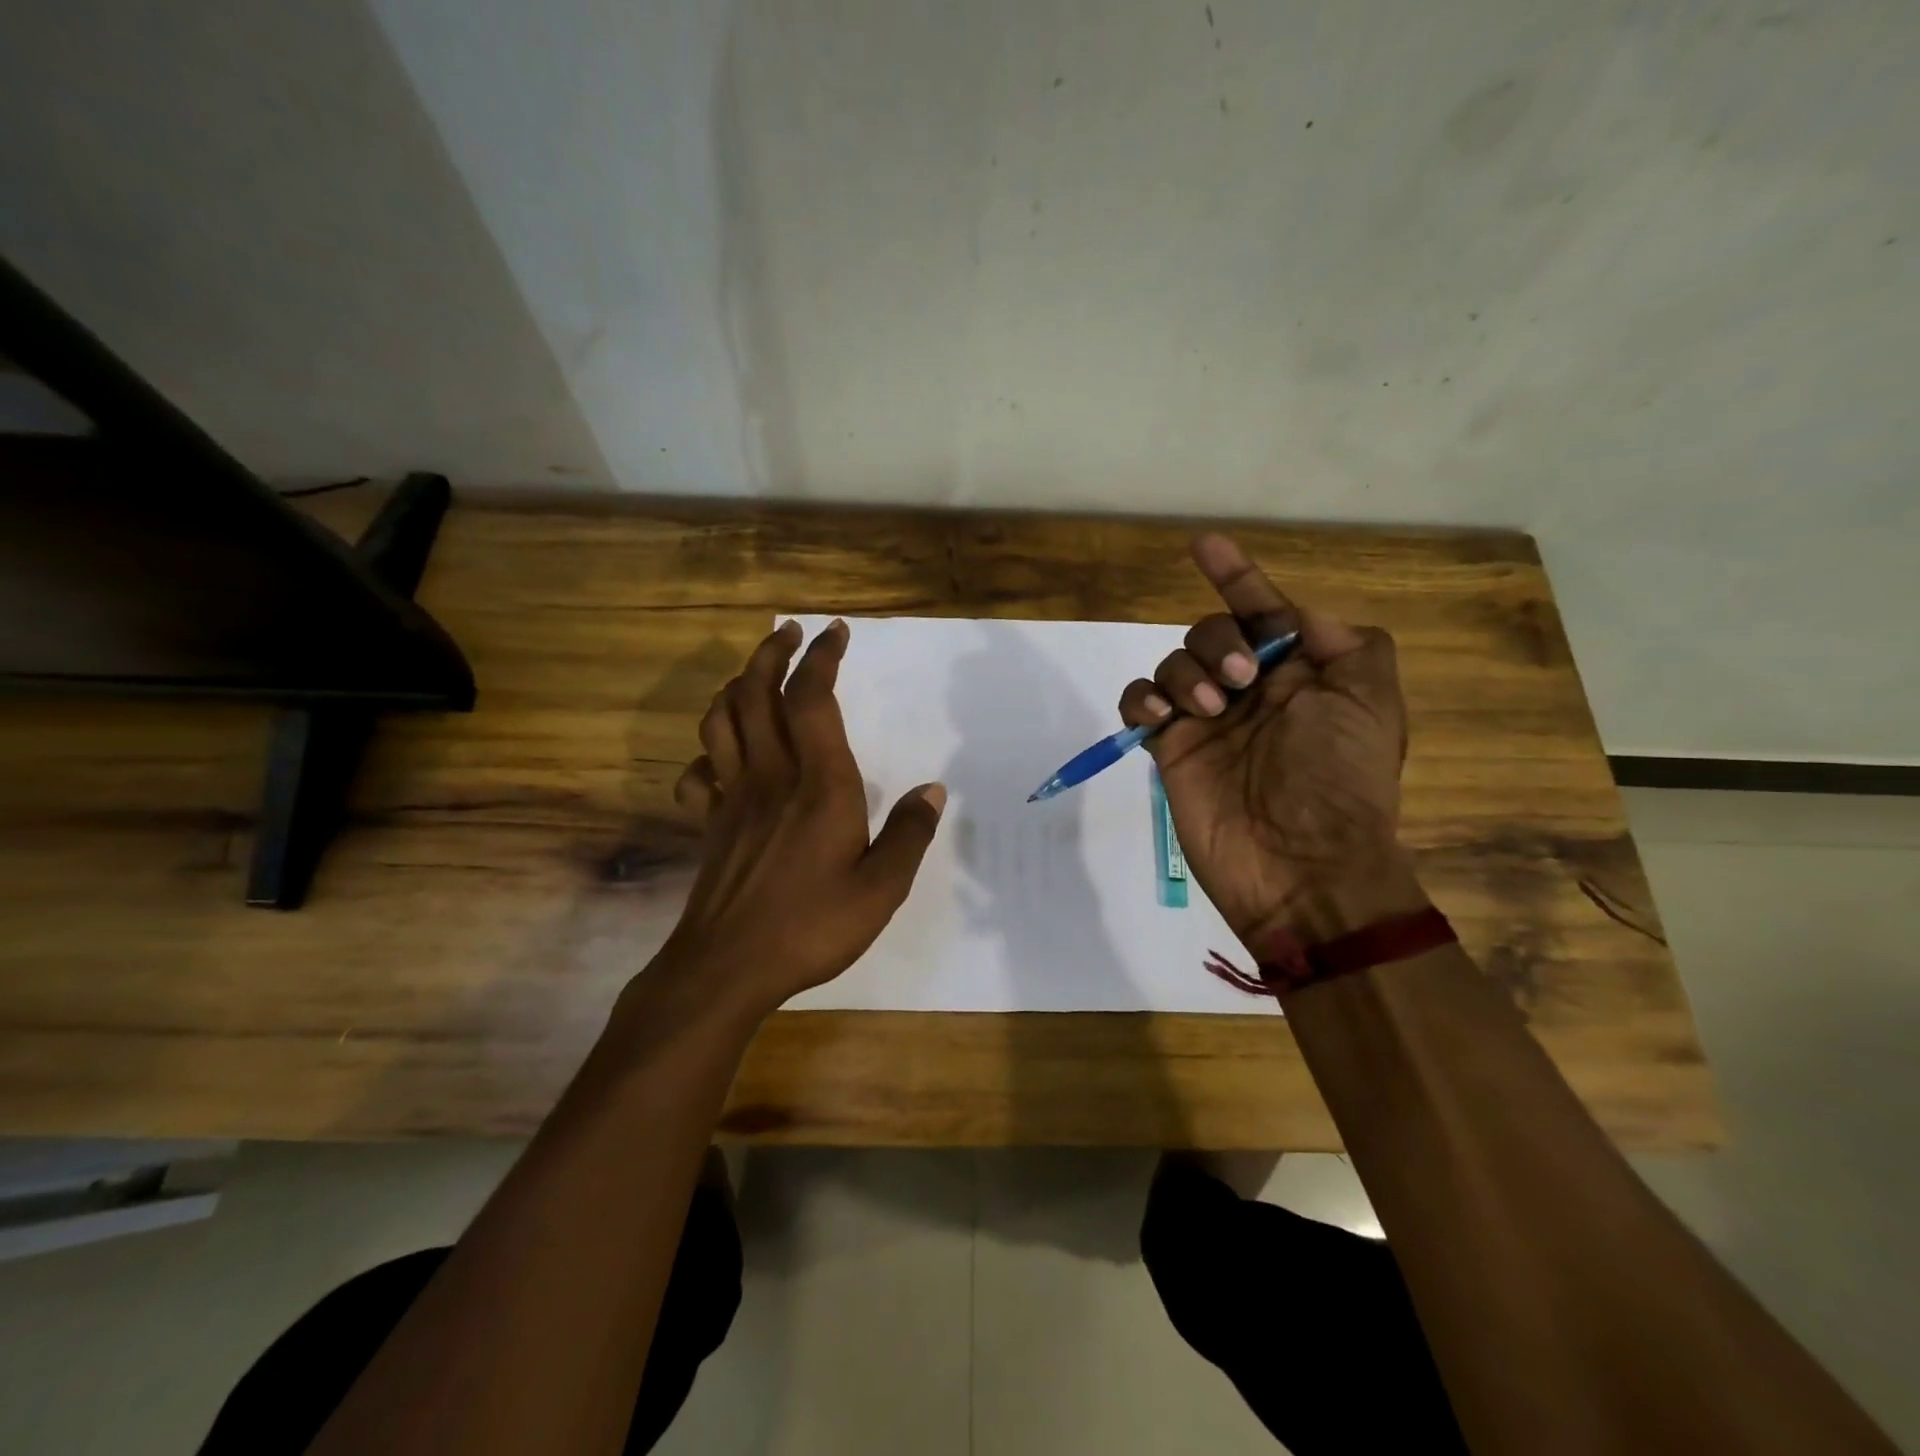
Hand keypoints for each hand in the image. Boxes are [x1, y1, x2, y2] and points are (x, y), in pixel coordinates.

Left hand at [657, 618, 945, 1019]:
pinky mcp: (709, 823)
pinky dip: (705, 752)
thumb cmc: (811, 926)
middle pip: (755, 693)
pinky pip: (697, 772)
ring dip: (735, 686)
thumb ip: (910, 835)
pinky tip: (720, 757)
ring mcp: (732, 798)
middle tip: (790, 632)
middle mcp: (771, 776)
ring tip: (754, 674)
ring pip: (720, 720)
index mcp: (819, 784)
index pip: (812, 699)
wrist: (727, 967)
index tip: (834, 632)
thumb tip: (933, 790)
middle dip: (771, 652)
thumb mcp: (881, 889)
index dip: (821, 658)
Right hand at [1117, 534, 1425, 946]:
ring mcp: (1206, 721)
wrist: (1300, 865)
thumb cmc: (1341, 779)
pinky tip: (1160, 716)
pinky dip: (1142, 697)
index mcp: (1299, 675)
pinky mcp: (1170, 748)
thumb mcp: (1372, 700)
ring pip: (1174, 662)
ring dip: (1187, 673)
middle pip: (1211, 631)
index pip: (1263, 612)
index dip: (1237, 577)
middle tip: (1240, 683)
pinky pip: (1139, 702)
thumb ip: (1345, 642)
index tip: (1204, 545)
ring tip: (1209, 712)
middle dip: (1219, 641)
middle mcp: (1250, 691)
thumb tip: (1294, 617)